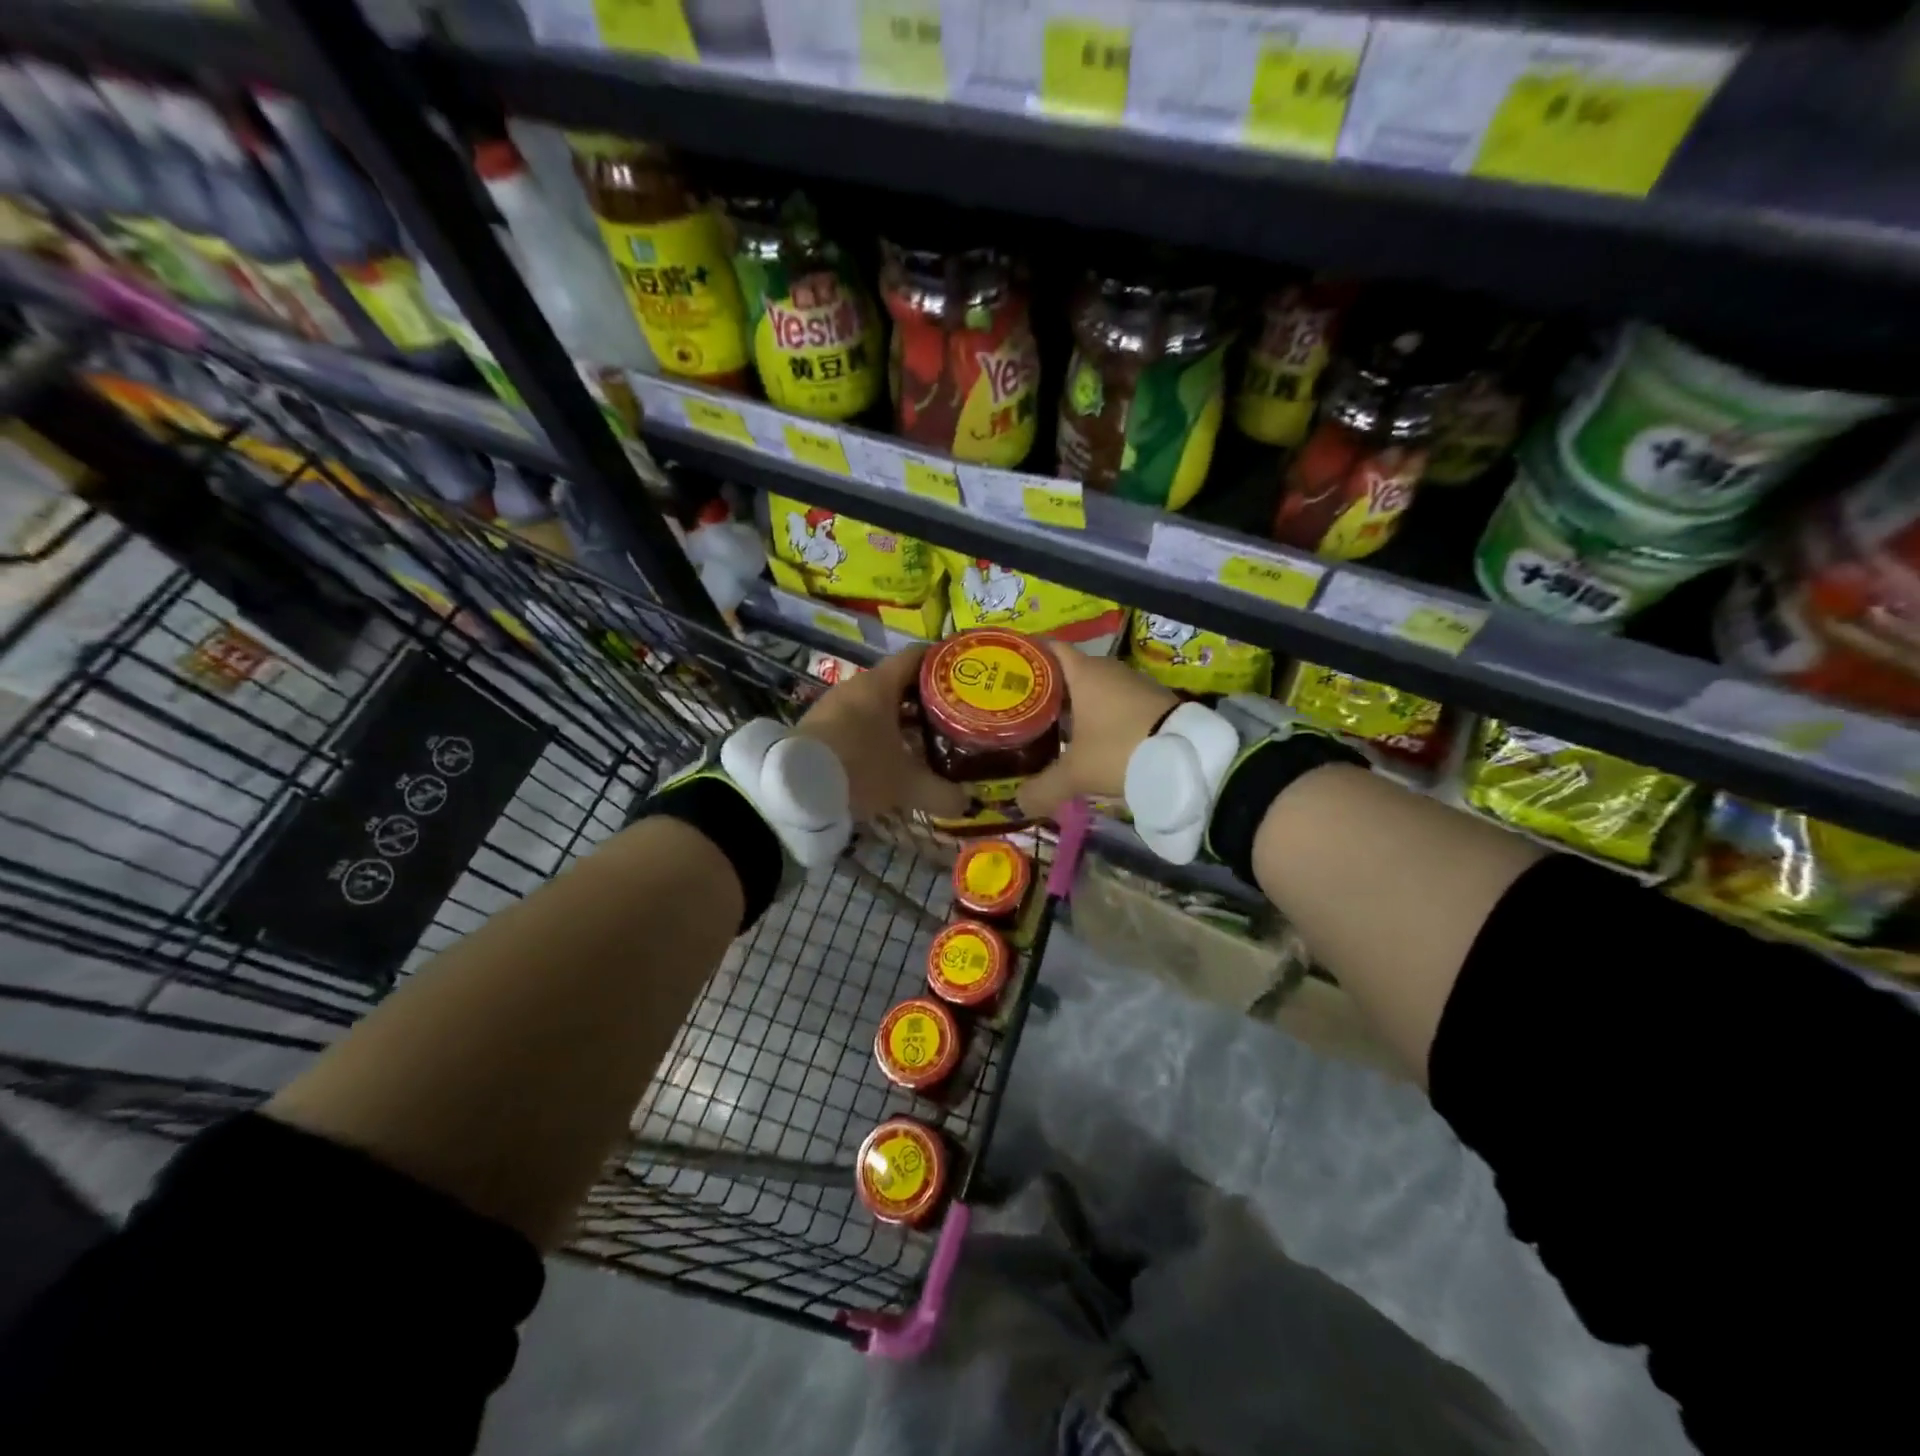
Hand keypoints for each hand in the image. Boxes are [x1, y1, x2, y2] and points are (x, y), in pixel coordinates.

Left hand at [793, 648, 968, 821]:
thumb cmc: (858, 769)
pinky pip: (857, 720)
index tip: (963, 675)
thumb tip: (967, 804)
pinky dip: (877, 731)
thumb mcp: (906, 785)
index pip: (917, 656)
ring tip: (926, 738)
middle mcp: (857, 687)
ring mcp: (834, 705)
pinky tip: (889, 755)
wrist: (792, 789)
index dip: (942, 661)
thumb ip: (941, 793)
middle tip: (952, 714)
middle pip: (898, 681)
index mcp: (880, 685)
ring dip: (900, 718)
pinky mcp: (818, 726)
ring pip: (876, 704)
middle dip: (925, 698)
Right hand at [1017, 645, 1177, 818]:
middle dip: (1047, 689)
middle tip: (1022, 709)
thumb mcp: (1076, 774)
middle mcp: (1108, 669)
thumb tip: (1019, 802)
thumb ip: (1043, 788)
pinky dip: (1099, 715)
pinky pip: (1115, 702)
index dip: (1027, 657)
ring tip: (1051, 727)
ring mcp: (1133, 683)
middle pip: (1068, 671)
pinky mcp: (1152, 701)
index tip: (1007, 673)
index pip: (1048, 649)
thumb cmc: (1120, 750)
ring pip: (1093, 688)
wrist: (1189, 757)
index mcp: (1084, 672)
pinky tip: (1090, 739)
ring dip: (1075, 705)